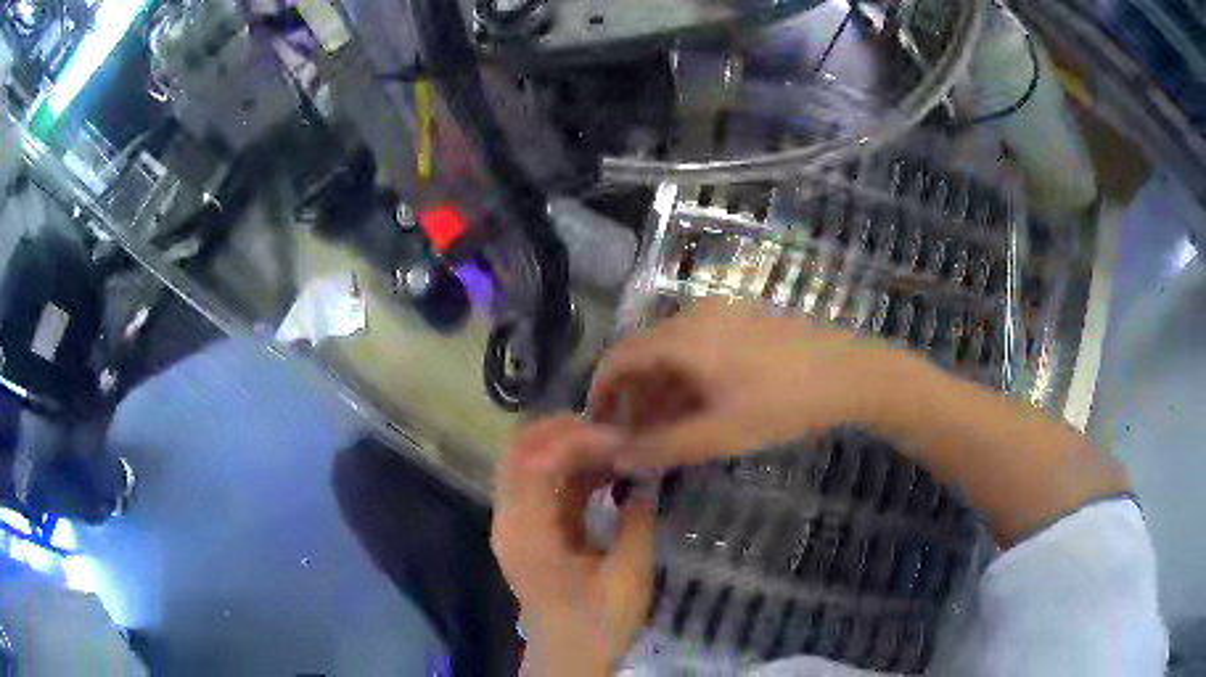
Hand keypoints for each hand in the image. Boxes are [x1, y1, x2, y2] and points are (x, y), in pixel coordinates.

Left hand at [491, 416, 654, 675]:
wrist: (568, 657)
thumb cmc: (598, 624)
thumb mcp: (628, 577)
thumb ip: (637, 522)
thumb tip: (645, 473)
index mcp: (528, 535)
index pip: (534, 462)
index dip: (575, 439)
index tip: (621, 438)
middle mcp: (509, 521)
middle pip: (518, 450)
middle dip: (563, 430)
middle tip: (614, 429)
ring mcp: (513, 522)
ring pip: (524, 460)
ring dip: (564, 445)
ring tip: (613, 444)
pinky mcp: (525, 527)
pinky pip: (538, 481)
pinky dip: (567, 466)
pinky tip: (603, 468)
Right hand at [591, 299, 905, 468]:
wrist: (852, 374)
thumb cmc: (784, 405)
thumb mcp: (720, 434)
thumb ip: (662, 447)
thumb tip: (616, 457)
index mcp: (684, 336)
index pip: (618, 356)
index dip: (600, 393)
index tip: (600, 429)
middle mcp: (695, 314)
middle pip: (644, 353)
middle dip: (633, 398)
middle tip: (637, 440)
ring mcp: (723, 313)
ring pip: (672, 352)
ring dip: (661, 391)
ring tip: (667, 432)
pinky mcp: (743, 319)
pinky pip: (698, 347)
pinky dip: (687, 378)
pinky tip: (699, 409)